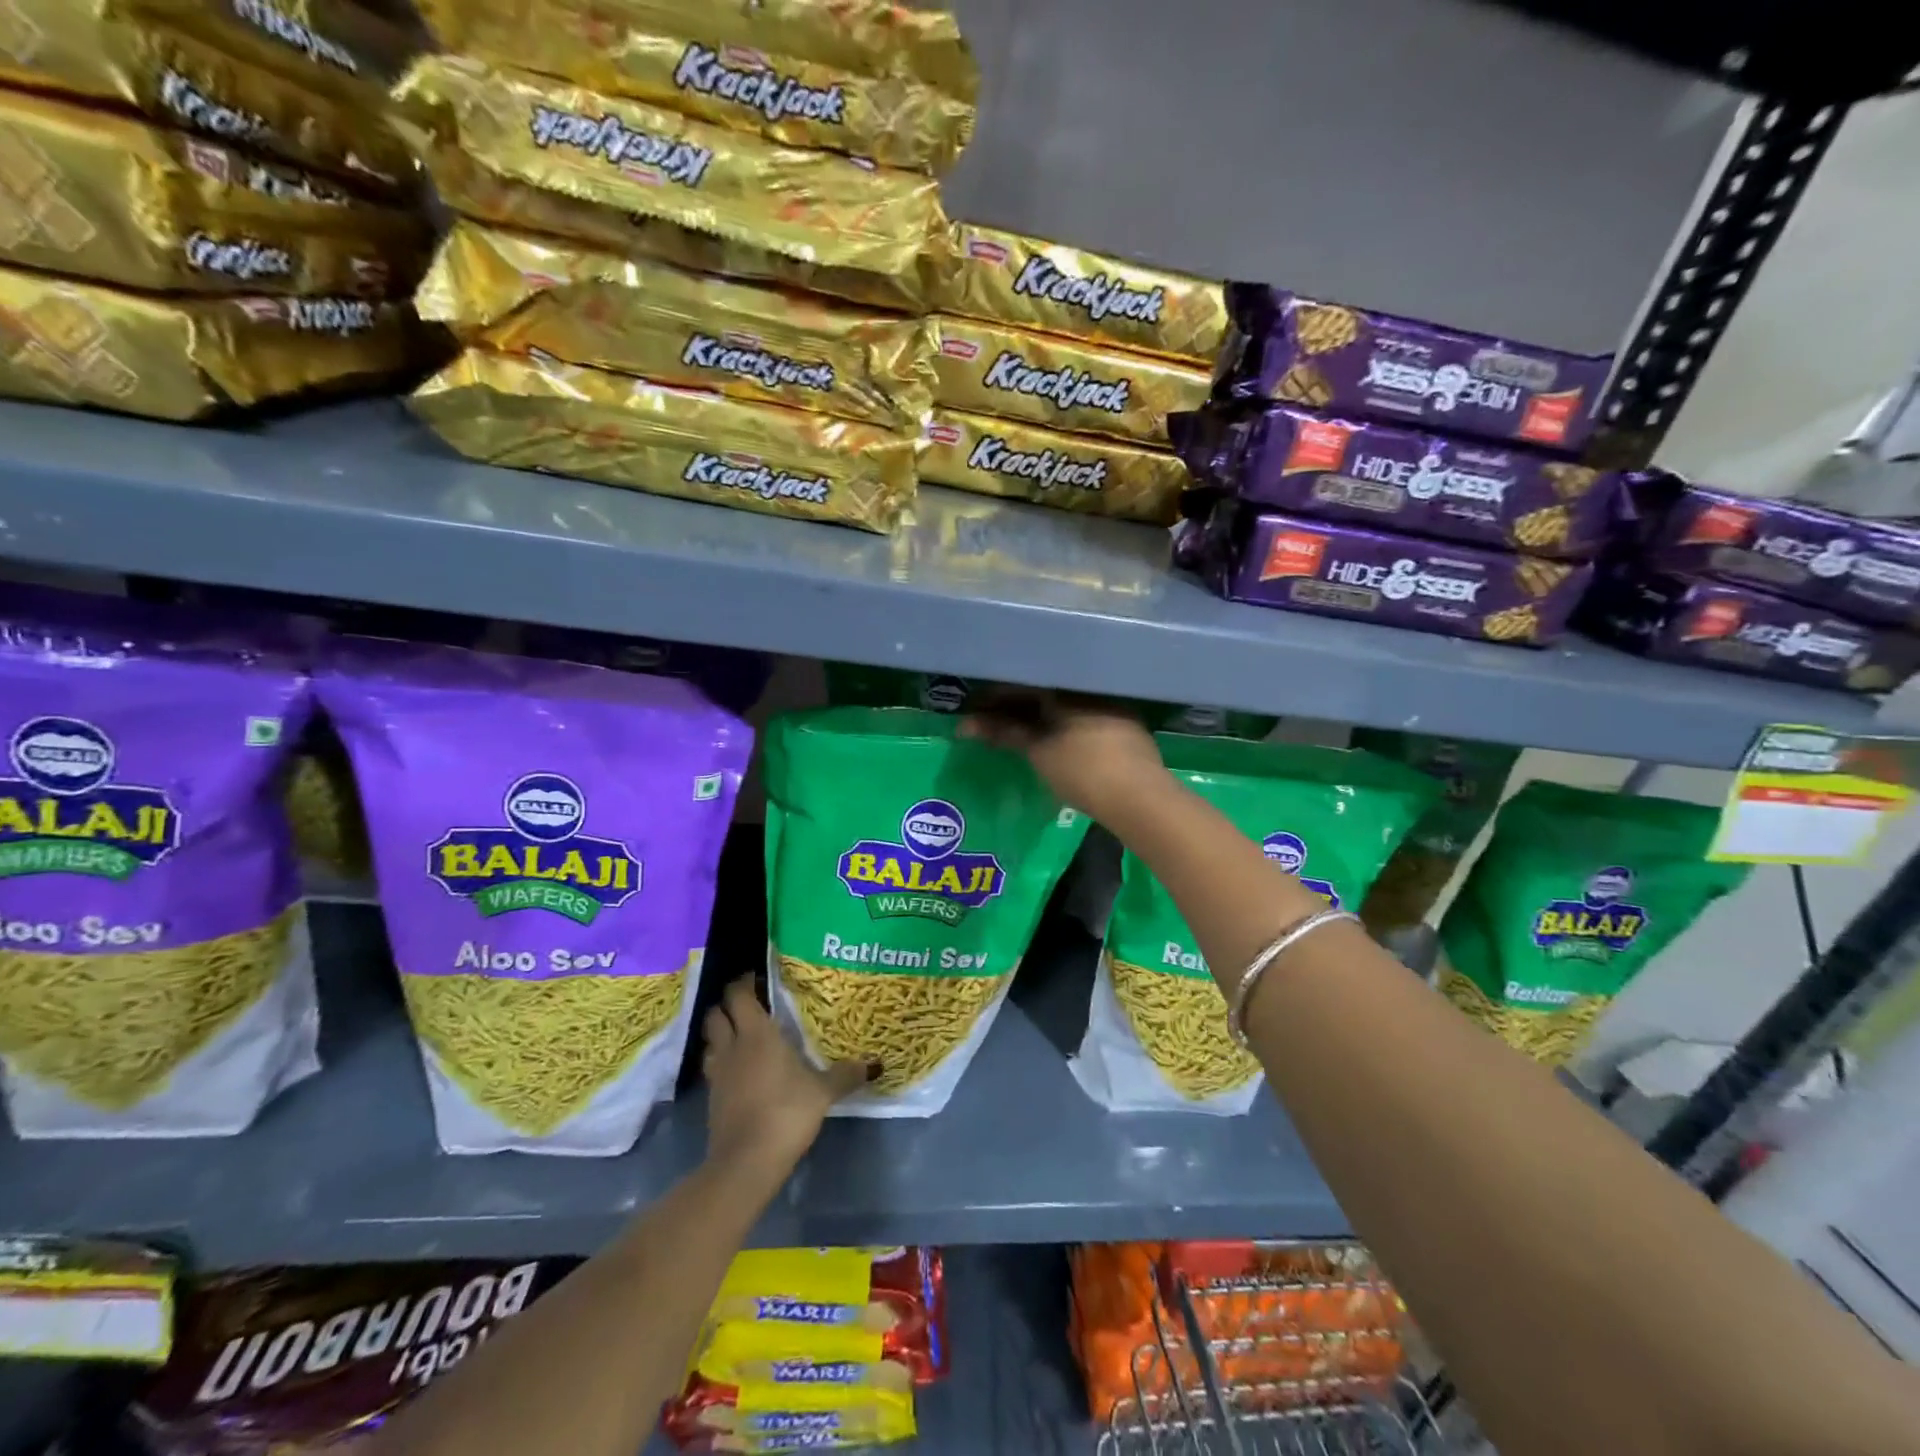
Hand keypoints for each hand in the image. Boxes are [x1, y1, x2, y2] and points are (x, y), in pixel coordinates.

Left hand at [702, 978, 870, 1181]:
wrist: (746, 1162)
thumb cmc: (786, 1113)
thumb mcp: (823, 1093)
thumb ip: (846, 1075)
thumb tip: (875, 1064)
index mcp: (758, 1034)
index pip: (739, 995)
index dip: (744, 983)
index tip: (757, 978)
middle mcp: (733, 1046)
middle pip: (716, 1014)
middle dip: (728, 1005)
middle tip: (751, 1004)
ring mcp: (719, 1073)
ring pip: (711, 1041)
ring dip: (722, 1033)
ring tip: (743, 1036)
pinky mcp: (712, 1099)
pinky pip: (714, 1068)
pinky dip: (723, 1062)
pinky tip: (741, 1072)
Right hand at [959, 691, 1165, 818]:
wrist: (1140, 797)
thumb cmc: (1082, 769)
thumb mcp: (1039, 752)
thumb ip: (1005, 733)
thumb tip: (967, 725)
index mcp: (1067, 687)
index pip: (1022, 682)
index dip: (995, 697)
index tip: (974, 709)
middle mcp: (1090, 689)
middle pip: (1044, 692)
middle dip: (1015, 707)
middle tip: (989, 722)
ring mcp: (1112, 706)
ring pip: (1064, 706)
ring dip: (1039, 716)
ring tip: (1015, 731)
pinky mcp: (1125, 727)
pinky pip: (1082, 718)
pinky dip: (1061, 726)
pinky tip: (1052, 738)